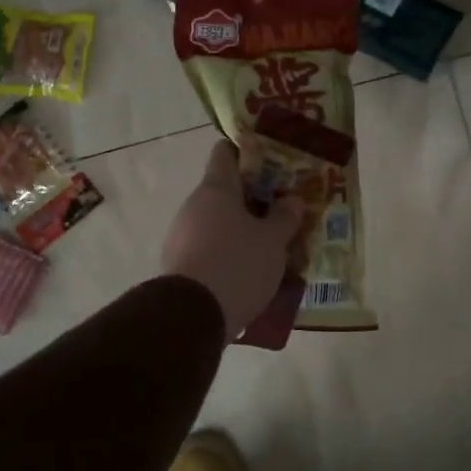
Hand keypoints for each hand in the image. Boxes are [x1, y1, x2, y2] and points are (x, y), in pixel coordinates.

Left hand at [162, 140, 303, 340]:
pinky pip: (210, 248)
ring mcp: (182, 235)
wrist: (192, 317)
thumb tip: (291, 200)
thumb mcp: (273, 241)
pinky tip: (250, 270)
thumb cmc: (237, 265)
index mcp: (216, 188)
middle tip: (283, 209)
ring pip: (218, 222)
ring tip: (272, 245)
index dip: (248, 153)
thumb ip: (285, 217)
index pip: (226, 152)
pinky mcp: (180, 265)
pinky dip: (229, 253)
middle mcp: (194, 205)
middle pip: (225, 191)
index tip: (272, 162)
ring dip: (242, 229)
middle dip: (254, 199)